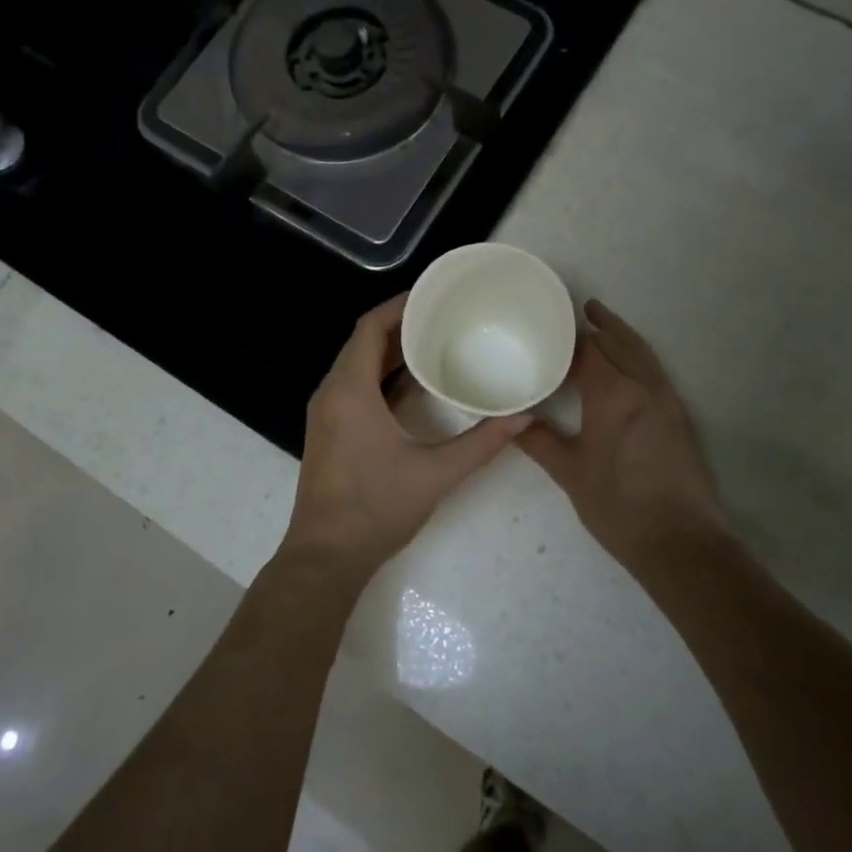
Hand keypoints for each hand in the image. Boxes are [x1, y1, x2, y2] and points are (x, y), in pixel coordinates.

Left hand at [284, 294, 529, 584]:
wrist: (326, 556)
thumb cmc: (377, 508)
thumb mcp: (437, 473)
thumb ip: (483, 442)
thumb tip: (525, 417)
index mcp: (350, 391)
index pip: (370, 328)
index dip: (399, 305)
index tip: (432, 294)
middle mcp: (331, 393)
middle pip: (363, 342)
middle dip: (400, 325)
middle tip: (442, 314)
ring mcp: (326, 413)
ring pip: (357, 365)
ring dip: (391, 351)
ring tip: (434, 340)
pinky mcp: (329, 430)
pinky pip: (354, 385)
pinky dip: (381, 376)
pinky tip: (414, 383)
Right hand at [517, 299, 725, 568]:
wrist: (681, 541)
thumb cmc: (618, 506)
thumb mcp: (571, 474)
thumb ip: (540, 442)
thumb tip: (514, 420)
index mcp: (613, 394)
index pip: (588, 349)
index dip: (568, 336)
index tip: (547, 328)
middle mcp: (643, 386)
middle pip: (619, 342)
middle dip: (597, 325)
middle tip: (575, 310)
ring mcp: (666, 399)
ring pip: (642, 352)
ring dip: (621, 334)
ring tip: (602, 320)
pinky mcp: (679, 415)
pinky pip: (654, 369)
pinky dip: (637, 354)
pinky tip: (626, 364)